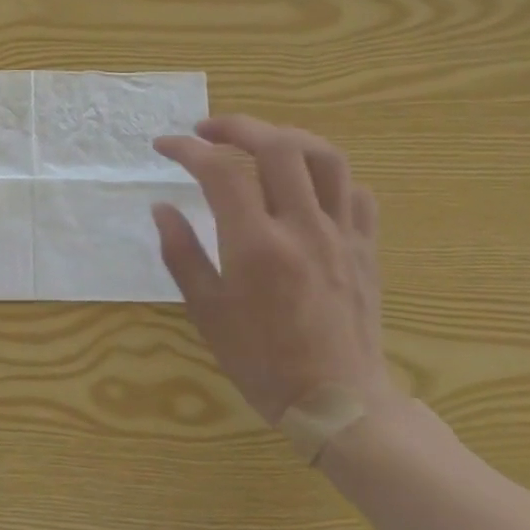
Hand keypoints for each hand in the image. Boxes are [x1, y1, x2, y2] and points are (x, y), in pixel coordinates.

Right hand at [152, 116, 390, 424]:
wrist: (339, 403)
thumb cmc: (261, 361)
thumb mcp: (206, 311)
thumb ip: (181, 253)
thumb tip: (162, 207)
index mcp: (256, 245)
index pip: (220, 171)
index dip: (187, 149)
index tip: (164, 146)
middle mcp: (302, 227)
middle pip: (277, 146)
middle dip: (237, 126)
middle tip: (207, 130)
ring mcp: (342, 234)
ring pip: (325, 157)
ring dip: (286, 137)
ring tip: (258, 142)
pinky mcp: (366, 247)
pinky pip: (355, 192)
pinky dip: (327, 175)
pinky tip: (305, 186)